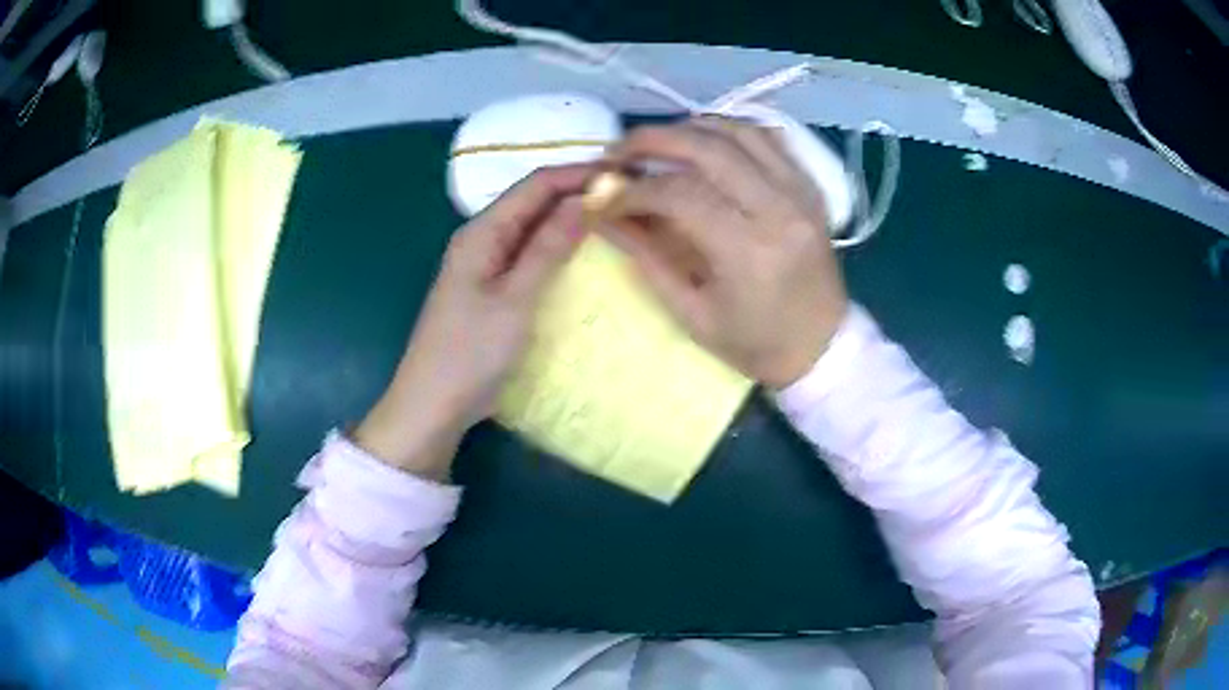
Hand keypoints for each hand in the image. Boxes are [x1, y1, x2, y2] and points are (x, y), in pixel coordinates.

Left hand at [354, 165, 592, 479]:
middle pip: (533, 201)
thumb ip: (547, 248)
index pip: (535, 185)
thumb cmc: (471, 351)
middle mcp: (483, 238)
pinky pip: (529, 254)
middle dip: (576, 193)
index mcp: (482, 232)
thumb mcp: (515, 299)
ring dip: (569, 219)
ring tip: (614, 218)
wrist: (434, 402)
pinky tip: (582, 253)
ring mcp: (486, 263)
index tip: (623, 174)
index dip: (577, 174)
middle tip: (625, 196)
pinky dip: (557, 247)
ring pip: (533, 227)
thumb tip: (582, 201)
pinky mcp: (493, 287)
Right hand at [599, 118, 848, 388]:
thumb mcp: (691, 313)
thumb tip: (603, 214)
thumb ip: (646, 256)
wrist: (822, 347)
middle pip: (707, 147)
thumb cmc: (755, 344)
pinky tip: (705, 142)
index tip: (602, 195)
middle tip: (619, 151)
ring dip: (689, 128)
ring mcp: (799, 192)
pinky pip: (768, 138)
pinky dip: (730, 130)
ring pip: (738, 131)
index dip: (631, 189)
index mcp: (748, 250)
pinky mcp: (810, 187)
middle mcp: (778, 208)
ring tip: (658, 144)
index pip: (678, 194)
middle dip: (652, 140)